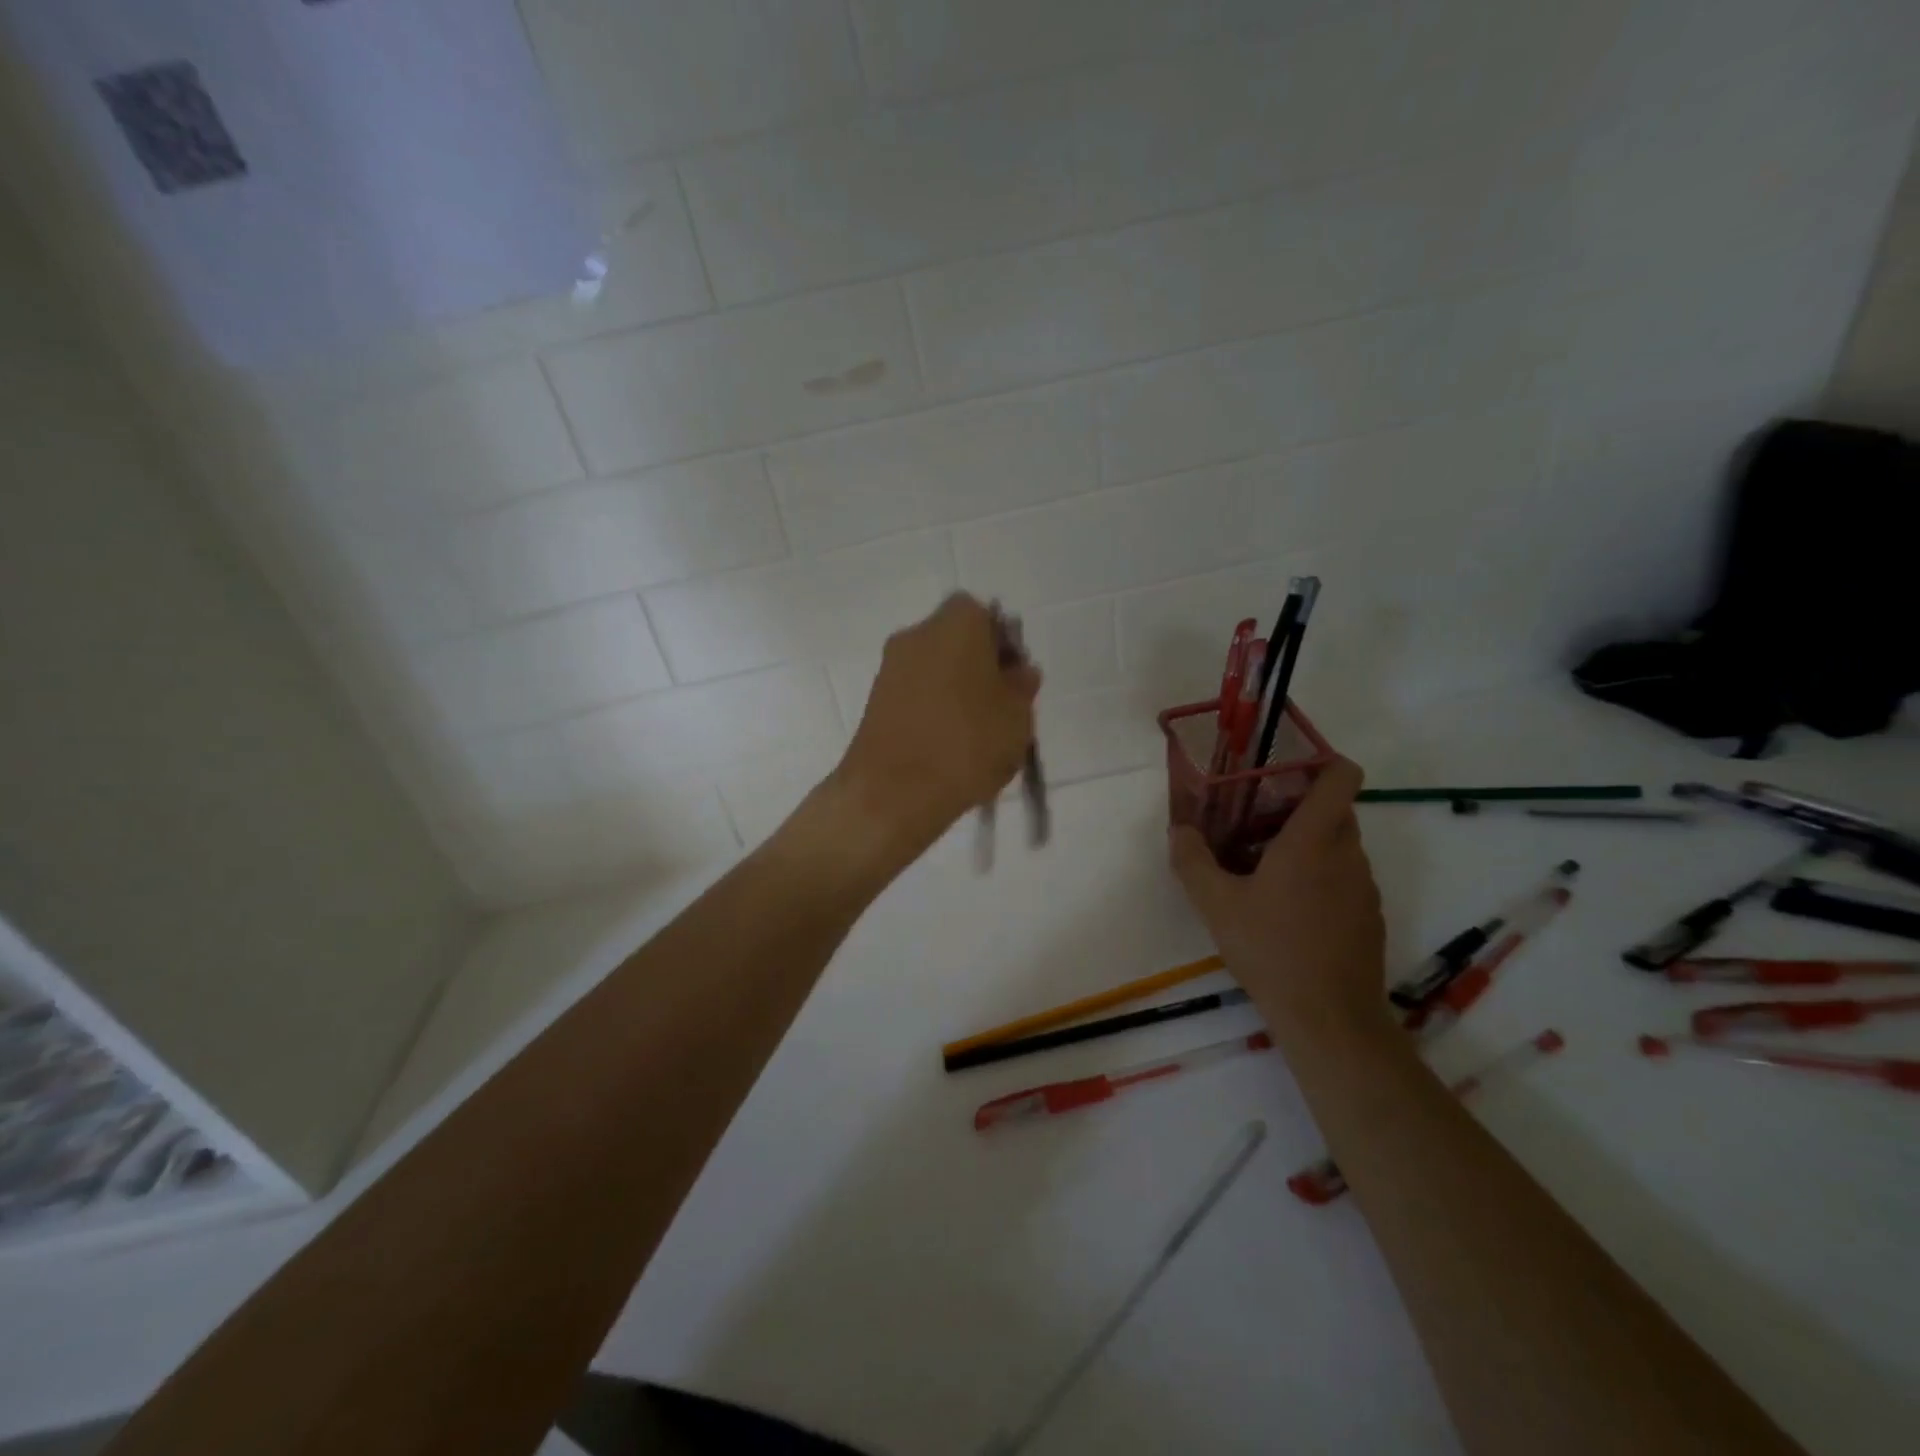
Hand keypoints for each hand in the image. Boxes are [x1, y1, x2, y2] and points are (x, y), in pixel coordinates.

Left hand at [831, 594, 1040, 865]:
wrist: (892, 792)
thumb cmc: (967, 743)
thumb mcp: (1017, 716)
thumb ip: (1022, 686)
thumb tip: (1019, 672)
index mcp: (957, 623)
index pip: (985, 615)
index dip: (1003, 644)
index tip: (1014, 679)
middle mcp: (917, 634)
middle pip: (957, 641)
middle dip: (979, 667)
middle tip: (1000, 707)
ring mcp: (890, 668)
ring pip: (935, 669)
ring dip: (955, 691)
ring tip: (976, 735)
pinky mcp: (873, 701)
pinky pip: (915, 695)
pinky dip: (932, 711)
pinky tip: (947, 747)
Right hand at [1169, 758, 1389, 1042]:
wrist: (1330, 1018)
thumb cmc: (1271, 949)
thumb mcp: (1216, 904)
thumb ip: (1192, 860)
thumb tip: (1179, 830)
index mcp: (1314, 839)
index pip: (1341, 776)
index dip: (1323, 760)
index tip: (1288, 767)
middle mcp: (1348, 854)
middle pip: (1336, 809)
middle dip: (1299, 806)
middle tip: (1255, 819)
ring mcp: (1364, 887)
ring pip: (1340, 845)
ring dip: (1308, 844)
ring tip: (1265, 866)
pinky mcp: (1369, 916)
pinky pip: (1346, 877)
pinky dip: (1321, 876)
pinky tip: (1288, 908)